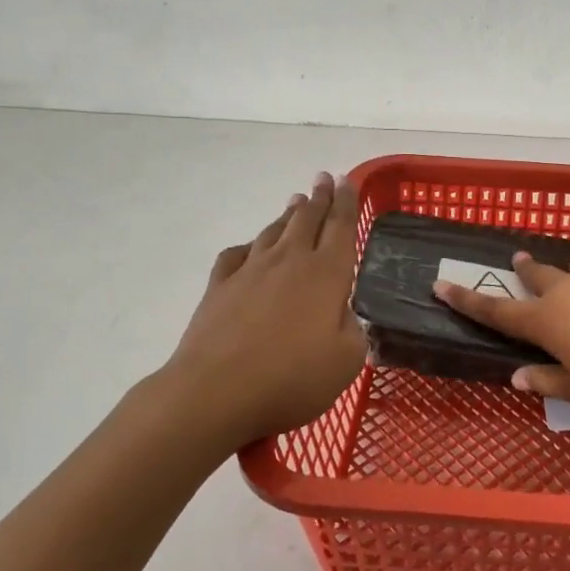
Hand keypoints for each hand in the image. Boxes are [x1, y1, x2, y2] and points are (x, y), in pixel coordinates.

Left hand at [146, 173, 365, 450]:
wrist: (215, 391)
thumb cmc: (291, 378)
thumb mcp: (346, 361)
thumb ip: (354, 331)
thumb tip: (344, 315)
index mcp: (327, 274)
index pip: (341, 227)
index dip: (347, 202)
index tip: (348, 180)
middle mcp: (290, 261)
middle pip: (307, 219)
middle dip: (319, 197)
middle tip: (324, 179)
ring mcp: (250, 271)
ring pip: (274, 231)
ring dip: (288, 215)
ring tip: (296, 202)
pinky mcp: (219, 287)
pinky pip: (237, 254)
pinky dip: (249, 246)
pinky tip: (250, 249)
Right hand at [434, 253, 569, 421]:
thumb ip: (549, 380)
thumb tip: (519, 376)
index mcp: (547, 321)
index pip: (497, 311)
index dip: (467, 300)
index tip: (441, 284)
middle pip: (538, 278)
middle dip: (523, 272)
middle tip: (514, 261)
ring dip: (563, 272)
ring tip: (562, 270)